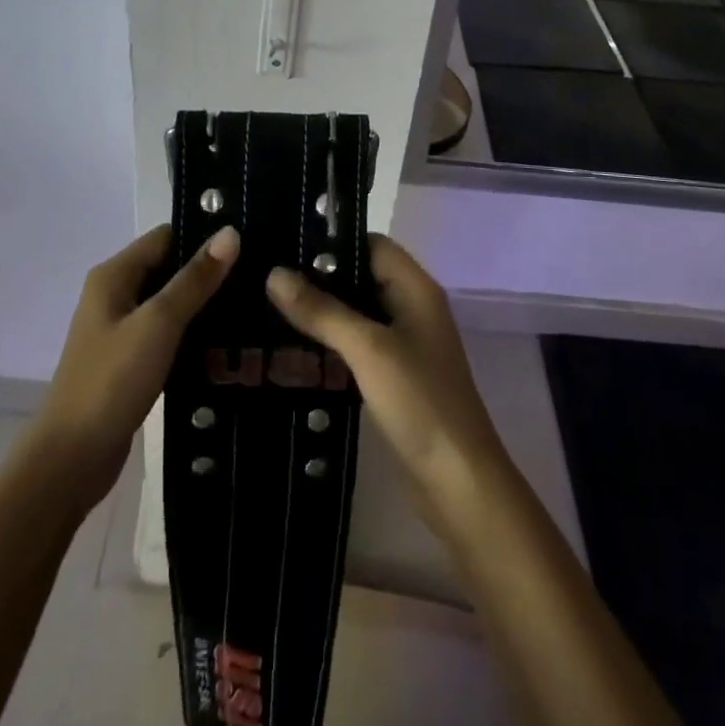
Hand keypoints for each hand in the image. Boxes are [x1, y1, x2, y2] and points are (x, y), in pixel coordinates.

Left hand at [34, 224, 238, 512]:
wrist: (71, 460)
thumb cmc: (112, 381)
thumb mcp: (159, 323)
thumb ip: (195, 279)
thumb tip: (230, 233)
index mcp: (114, 275)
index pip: (166, 236)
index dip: (203, 236)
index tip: (247, 242)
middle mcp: (114, 294)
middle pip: (168, 267)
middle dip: (208, 271)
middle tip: (258, 276)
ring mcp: (120, 330)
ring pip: (169, 303)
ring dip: (203, 304)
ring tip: (251, 305)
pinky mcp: (128, 362)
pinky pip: (166, 334)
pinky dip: (191, 334)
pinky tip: (225, 342)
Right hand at [265, 236, 505, 527]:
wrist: (459, 484)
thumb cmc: (420, 402)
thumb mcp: (368, 349)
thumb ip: (322, 310)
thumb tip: (274, 273)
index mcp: (416, 288)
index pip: (370, 243)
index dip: (332, 240)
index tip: (285, 243)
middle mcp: (412, 307)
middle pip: (361, 276)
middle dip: (318, 277)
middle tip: (265, 276)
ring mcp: (404, 343)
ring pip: (356, 312)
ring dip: (320, 311)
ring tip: (267, 308)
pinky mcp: (394, 376)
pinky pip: (357, 345)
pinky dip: (329, 343)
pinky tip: (292, 349)